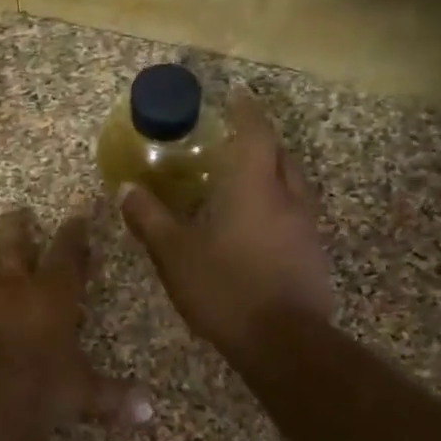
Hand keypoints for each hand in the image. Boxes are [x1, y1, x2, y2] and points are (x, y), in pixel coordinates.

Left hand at [0, 207, 152, 431]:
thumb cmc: (39, 388)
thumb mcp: (81, 393)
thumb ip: (112, 396)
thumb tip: (149, 413)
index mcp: (53, 294)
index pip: (67, 254)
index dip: (74, 234)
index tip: (77, 216)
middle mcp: (14, 286)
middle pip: (15, 244)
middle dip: (17, 226)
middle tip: (15, 212)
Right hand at [119, 91, 334, 355]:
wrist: (283, 342)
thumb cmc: (226, 287)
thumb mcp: (174, 253)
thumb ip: (150, 218)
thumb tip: (126, 189)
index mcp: (255, 187)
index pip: (257, 133)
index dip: (246, 112)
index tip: (236, 98)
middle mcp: (288, 198)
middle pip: (281, 156)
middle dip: (262, 143)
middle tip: (234, 144)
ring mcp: (307, 228)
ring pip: (293, 187)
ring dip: (272, 177)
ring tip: (243, 185)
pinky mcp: (313, 256)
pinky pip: (296, 217)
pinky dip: (277, 209)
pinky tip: (255, 230)